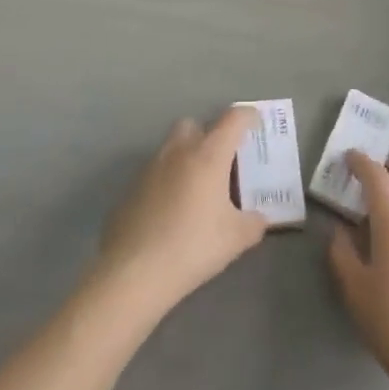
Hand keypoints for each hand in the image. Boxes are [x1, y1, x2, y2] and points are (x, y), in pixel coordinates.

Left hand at [94, 108, 269, 321]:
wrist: (133, 272)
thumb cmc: (193, 246)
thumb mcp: (236, 238)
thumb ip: (254, 222)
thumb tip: (258, 218)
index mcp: (208, 155)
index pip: (233, 119)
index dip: (249, 117)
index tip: (257, 126)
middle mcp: (178, 152)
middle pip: (195, 125)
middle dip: (210, 135)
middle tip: (223, 162)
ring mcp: (150, 169)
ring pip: (171, 148)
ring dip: (187, 159)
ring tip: (198, 190)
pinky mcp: (130, 189)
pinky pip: (155, 174)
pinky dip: (167, 182)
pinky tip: (172, 212)